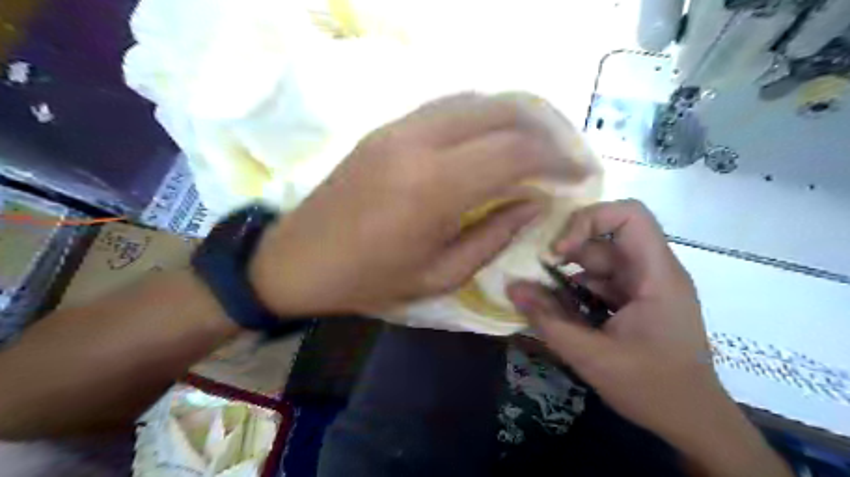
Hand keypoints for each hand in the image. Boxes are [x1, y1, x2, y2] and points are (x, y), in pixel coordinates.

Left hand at [245, 93, 591, 315]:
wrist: (297, 260)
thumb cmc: (369, 280)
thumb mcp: (440, 275)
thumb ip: (495, 234)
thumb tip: (534, 201)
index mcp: (435, 186)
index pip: (517, 151)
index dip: (558, 159)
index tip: (579, 174)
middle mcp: (420, 141)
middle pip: (503, 111)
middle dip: (545, 130)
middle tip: (563, 156)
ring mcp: (399, 127)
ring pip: (476, 100)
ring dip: (514, 118)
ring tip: (535, 146)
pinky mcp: (386, 128)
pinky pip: (447, 107)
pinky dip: (481, 117)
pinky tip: (491, 140)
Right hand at [503, 199, 790, 476]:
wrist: (693, 422)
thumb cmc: (652, 388)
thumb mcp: (592, 356)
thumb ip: (548, 320)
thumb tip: (511, 288)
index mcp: (656, 275)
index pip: (630, 215)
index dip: (589, 219)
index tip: (559, 250)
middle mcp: (652, 271)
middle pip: (605, 238)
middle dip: (567, 250)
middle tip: (536, 271)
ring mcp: (643, 286)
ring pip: (598, 261)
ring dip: (566, 274)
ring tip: (538, 292)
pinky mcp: (634, 301)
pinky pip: (599, 282)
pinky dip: (575, 290)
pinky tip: (556, 308)